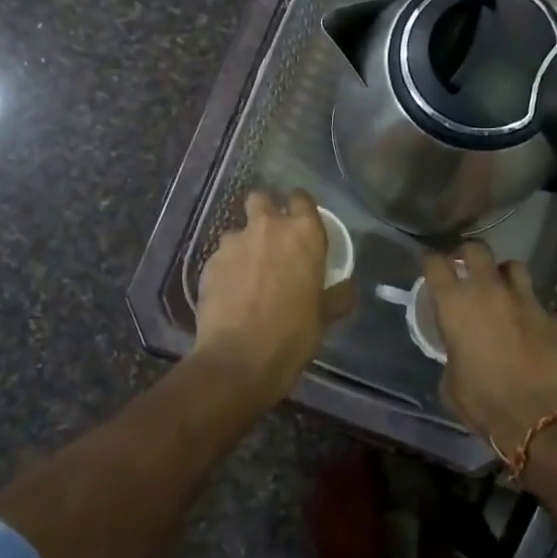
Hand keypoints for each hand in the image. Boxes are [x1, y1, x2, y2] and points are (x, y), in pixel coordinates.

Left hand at [193, 189, 353, 409]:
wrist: (238, 359)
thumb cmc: (292, 335)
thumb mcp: (325, 317)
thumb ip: (338, 295)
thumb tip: (347, 288)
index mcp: (303, 233)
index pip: (302, 198)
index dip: (300, 206)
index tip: (301, 221)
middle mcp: (268, 227)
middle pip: (262, 198)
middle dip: (265, 211)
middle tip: (272, 238)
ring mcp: (234, 242)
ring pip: (238, 230)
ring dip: (244, 245)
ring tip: (248, 274)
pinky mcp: (209, 262)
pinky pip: (221, 256)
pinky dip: (227, 268)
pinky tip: (231, 293)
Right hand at [424, 241, 556, 459]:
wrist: (541, 419)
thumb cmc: (484, 403)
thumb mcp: (451, 382)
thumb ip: (452, 354)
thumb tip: (459, 351)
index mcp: (456, 305)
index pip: (435, 264)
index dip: (430, 261)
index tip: (429, 266)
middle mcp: (489, 291)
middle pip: (476, 249)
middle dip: (468, 254)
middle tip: (465, 268)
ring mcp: (525, 300)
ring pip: (513, 266)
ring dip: (503, 275)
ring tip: (501, 291)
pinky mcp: (553, 316)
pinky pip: (538, 304)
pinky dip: (530, 312)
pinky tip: (530, 331)